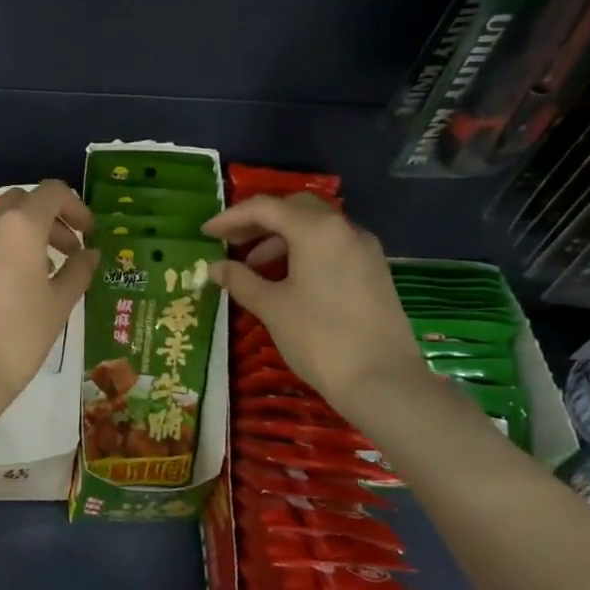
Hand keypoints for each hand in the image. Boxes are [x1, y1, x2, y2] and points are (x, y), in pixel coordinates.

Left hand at [0, 180, 98, 413]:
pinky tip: (5, 290)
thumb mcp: (58, 305)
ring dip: (22, 236)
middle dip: (49, 220)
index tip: (89, 236)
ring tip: (39, 274)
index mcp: (19, 226)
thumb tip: (89, 254)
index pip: (52, 193)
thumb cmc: (18, 337)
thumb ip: (78, 271)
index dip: (76, 208)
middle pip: (22, 202)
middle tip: (68, 252)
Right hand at [202, 193, 426, 413]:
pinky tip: (288, 280)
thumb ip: (240, 280)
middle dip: (259, 223)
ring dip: (281, 239)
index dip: (230, 218)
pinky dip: (304, 252)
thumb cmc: (319, 337)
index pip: (265, 208)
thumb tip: (214, 267)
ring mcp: (364, 248)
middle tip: (231, 242)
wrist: (383, 381)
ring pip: (315, 228)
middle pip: (294, 209)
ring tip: (254, 268)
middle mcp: (344, 228)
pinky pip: (332, 246)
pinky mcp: (374, 270)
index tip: (205, 232)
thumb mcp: (272, 307)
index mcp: (316, 229)